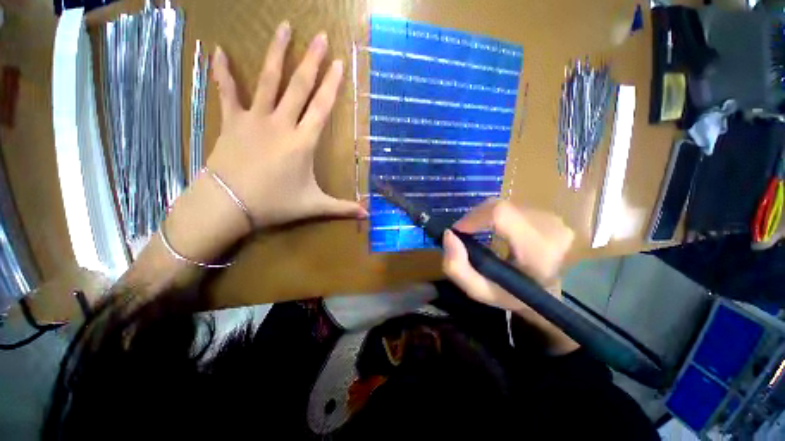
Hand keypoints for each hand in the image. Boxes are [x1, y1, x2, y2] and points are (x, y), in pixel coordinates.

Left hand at [206, 21, 366, 229]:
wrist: (229, 204)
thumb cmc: (275, 204)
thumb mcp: (314, 206)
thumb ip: (342, 208)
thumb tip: (367, 215)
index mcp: (302, 143)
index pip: (321, 108)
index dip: (332, 85)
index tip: (339, 63)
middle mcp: (281, 124)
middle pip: (300, 87)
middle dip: (313, 61)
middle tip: (321, 36)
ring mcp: (255, 119)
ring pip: (268, 80)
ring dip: (277, 53)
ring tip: (285, 27)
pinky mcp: (232, 121)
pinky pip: (227, 92)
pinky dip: (222, 71)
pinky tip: (218, 50)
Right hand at [442, 199, 578, 353]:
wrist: (548, 294)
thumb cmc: (513, 296)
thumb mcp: (479, 291)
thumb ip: (457, 268)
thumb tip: (448, 235)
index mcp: (539, 251)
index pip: (501, 215)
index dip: (473, 218)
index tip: (458, 231)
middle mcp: (552, 229)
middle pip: (500, 207)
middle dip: (475, 217)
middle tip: (465, 234)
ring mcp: (553, 219)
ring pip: (504, 204)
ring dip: (484, 216)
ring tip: (479, 233)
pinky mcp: (549, 213)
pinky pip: (511, 206)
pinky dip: (495, 216)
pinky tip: (495, 231)